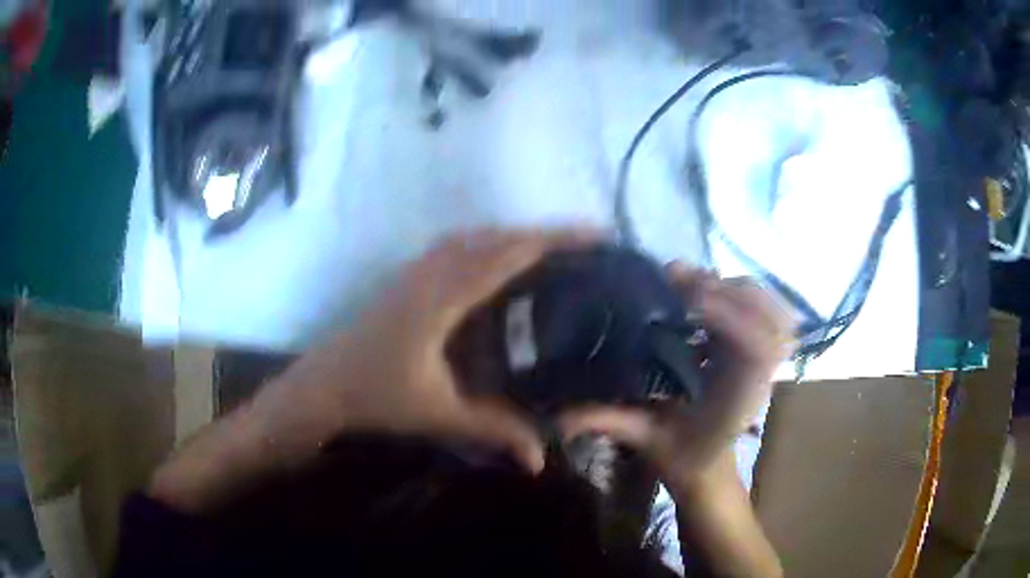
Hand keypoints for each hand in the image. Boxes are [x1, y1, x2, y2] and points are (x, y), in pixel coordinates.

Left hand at [250, 228, 601, 473]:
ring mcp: (416, 270)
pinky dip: (487, 243)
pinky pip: (456, 247)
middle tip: (586, 241)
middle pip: (496, 237)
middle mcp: (431, 272)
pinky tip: (498, 260)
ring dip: (514, 235)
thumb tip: (540, 459)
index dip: (554, 240)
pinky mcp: (407, 278)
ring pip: (474, 237)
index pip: (508, 255)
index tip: (595, 235)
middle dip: (544, 233)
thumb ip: (492, 431)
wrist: (323, 384)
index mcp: (443, 298)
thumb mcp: (439, 414)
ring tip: (552, 247)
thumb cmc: (376, 396)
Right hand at [559, 264, 792, 484]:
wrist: (708, 467)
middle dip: (727, 291)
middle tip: (678, 282)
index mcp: (741, 397)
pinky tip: (706, 291)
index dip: (728, 316)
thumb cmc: (683, 456)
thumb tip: (560, 416)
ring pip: (770, 308)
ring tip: (689, 283)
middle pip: (770, 317)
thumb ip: (612, 423)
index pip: (757, 349)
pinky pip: (764, 309)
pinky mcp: (758, 348)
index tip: (686, 300)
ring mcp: (765, 359)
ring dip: (733, 287)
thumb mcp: (647, 441)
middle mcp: (761, 374)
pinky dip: (740, 291)